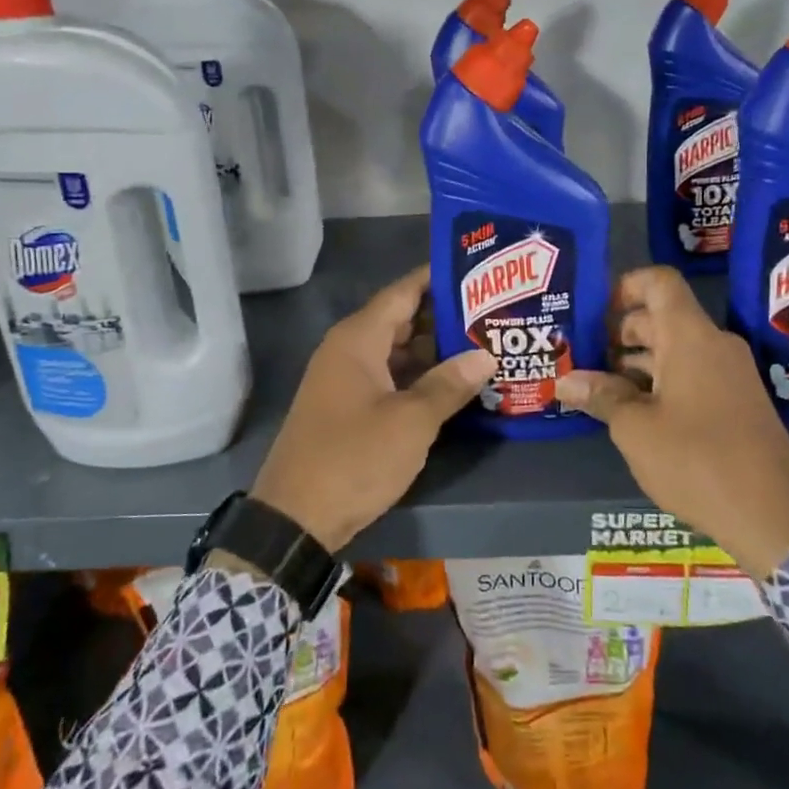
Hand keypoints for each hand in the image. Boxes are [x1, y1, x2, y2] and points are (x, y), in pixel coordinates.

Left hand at [251, 265, 494, 552]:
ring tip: (484, 342)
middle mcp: (350, 350)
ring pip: (398, 351)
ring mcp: (348, 379)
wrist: (295, 518)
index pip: (404, 291)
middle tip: (494, 310)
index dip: (439, 278)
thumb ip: (449, 384)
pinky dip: (420, 376)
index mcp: (358, 339)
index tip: (479, 270)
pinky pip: (390, 377)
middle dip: (445, 315)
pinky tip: (455, 383)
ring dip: (436, 349)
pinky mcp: (350, 407)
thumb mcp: (410, 422)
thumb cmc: (353, 458)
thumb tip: (486, 355)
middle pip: (403, 319)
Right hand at [556, 266, 788, 577]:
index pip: (658, 282)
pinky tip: (632, 412)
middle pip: (661, 317)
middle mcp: (714, 345)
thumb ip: (601, 397)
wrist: (772, 516)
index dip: (624, 287)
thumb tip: (565, 382)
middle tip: (581, 357)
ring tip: (597, 388)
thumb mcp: (636, 429)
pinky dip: (660, 382)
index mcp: (690, 337)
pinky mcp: (737, 402)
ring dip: (636, 363)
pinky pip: (692, 374)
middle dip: (619, 333)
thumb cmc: (696, 460)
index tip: (593, 312)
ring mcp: (730, 374)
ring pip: (675, 349)